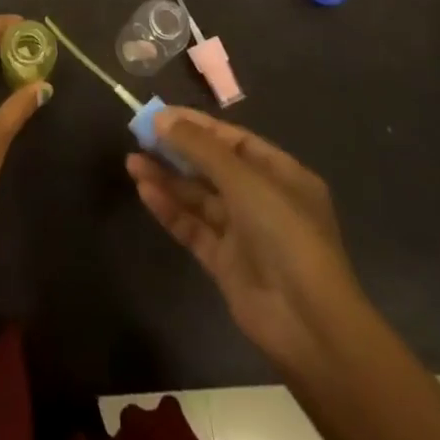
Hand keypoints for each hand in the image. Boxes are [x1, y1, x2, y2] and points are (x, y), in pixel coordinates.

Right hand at [128, 108, 363, 373]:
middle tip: (139, 136)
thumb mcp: (243, 179)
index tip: (159, 115)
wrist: (308, 323)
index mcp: (281, 175)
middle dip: (177, 151)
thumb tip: (161, 118)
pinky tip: (145, 191)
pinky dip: (170, 209)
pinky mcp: (226, 263)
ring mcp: (244, 233)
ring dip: (167, 178)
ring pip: (199, 197)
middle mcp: (263, 200)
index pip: (233, 140)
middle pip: (213, 167)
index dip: (196, 125)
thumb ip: (199, 147)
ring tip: (132, 162)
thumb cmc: (284, 234)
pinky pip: (194, 227)